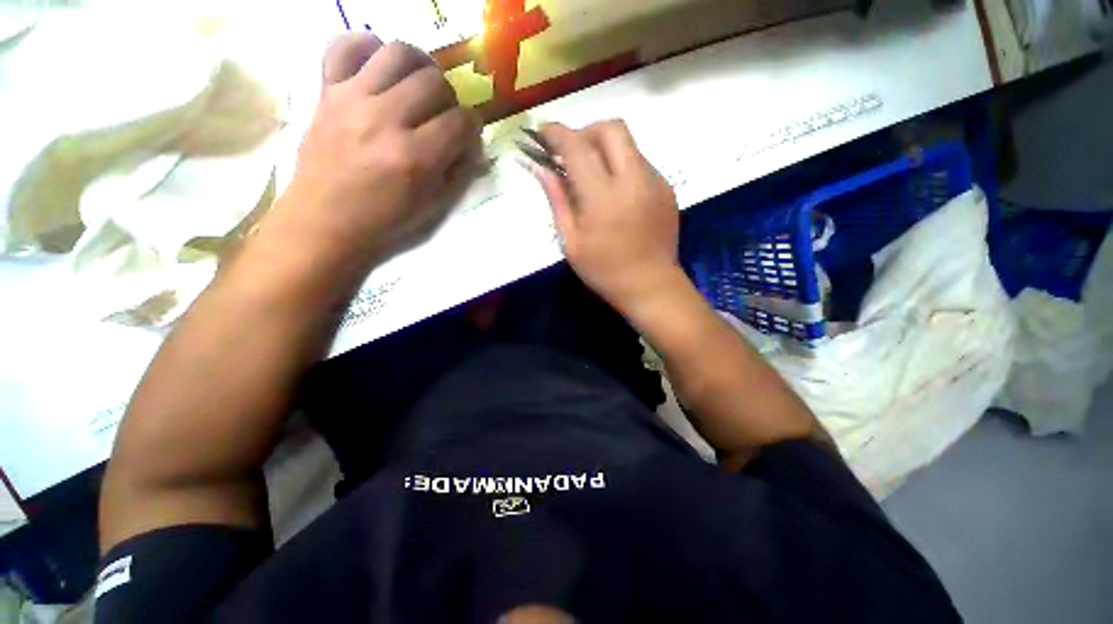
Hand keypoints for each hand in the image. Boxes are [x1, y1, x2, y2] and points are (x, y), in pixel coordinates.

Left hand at [264, 33, 481, 268]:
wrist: (325, 220)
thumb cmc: (385, 220)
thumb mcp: (434, 206)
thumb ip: (458, 171)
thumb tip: (469, 142)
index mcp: (415, 158)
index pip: (460, 123)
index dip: (472, 127)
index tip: (468, 135)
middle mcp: (386, 120)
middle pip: (434, 82)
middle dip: (449, 97)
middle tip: (443, 114)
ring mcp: (352, 99)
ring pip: (398, 53)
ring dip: (419, 66)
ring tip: (418, 84)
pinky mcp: (327, 91)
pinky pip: (344, 46)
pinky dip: (365, 47)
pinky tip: (377, 67)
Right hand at [530, 120, 683, 318]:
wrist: (651, 286)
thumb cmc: (604, 271)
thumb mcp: (571, 241)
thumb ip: (557, 199)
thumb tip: (539, 168)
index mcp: (603, 197)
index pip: (577, 146)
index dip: (556, 133)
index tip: (542, 133)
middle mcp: (633, 179)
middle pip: (611, 128)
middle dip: (585, 132)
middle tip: (571, 154)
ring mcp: (655, 181)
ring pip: (628, 143)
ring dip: (605, 148)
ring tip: (593, 176)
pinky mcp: (666, 188)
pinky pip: (641, 162)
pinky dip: (622, 166)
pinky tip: (616, 193)